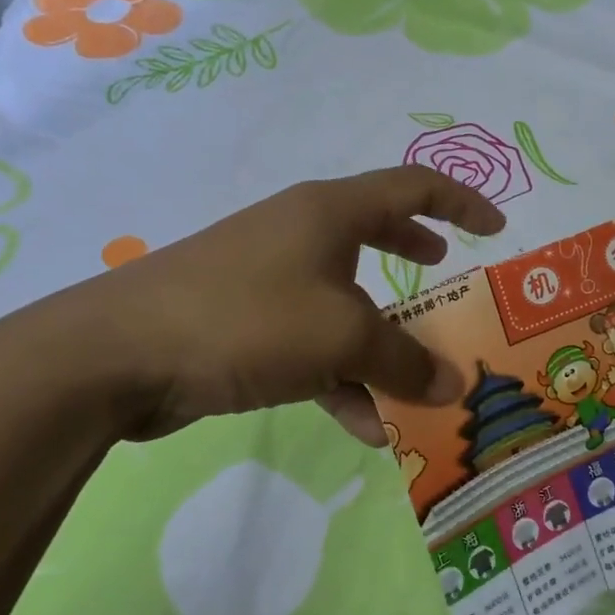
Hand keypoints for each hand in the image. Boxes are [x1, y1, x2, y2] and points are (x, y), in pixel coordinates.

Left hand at [32, 167, 505, 443]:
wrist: (118, 354)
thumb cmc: (246, 317)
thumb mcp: (341, 336)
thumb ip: (404, 361)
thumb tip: (454, 384)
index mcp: (329, 212)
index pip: (411, 187)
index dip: (460, 203)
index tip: (495, 230)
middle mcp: (301, 234)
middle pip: (376, 235)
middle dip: (416, 259)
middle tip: (449, 278)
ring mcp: (269, 279)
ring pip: (346, 302)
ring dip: (383, 341)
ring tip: (419, 382)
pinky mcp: (244, 324)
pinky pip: (311, 345)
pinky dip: (342, 379)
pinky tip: (367, 427)